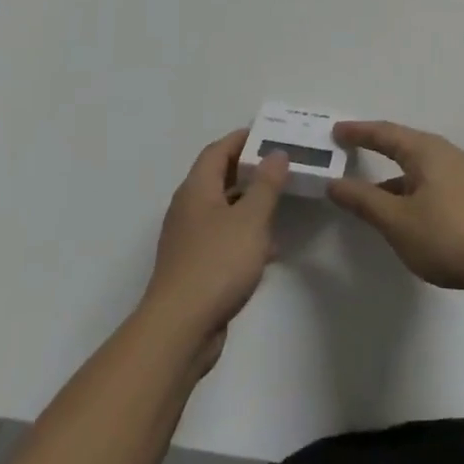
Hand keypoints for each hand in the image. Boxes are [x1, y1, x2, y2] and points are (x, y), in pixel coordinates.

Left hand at [142, 131, 287, 371]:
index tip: (270, 134)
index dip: (242, 139)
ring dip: (250, 204)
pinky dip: (245, 235)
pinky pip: (223, 239)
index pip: (217, 151)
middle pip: (219, 178)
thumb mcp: (251, 219)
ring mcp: (189, 240)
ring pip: (223, 210)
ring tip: (282, 203)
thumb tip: (275, 153)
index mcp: (196, 189)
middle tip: (282, 166)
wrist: (180, 329)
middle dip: (250, 170)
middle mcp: (188, 209)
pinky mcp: (195, 268)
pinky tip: (269, 249)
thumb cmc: (217, 263)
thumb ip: (266, 184)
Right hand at [328, 121, 463, 291]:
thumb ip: (363, 200)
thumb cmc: (446, 235)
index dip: (359, 132)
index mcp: (426, 151)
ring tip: (366, 188)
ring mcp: (460, 174)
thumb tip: (335, 183)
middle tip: (348, 148)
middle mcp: (445, 154)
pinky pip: (428, 179)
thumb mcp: (397, 220)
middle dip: (375, 146)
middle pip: (403, 143)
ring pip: (417, 165)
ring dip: (391, 172)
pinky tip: (399, 209)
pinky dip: (407, 186)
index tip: (335, 131)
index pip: (385, 133)